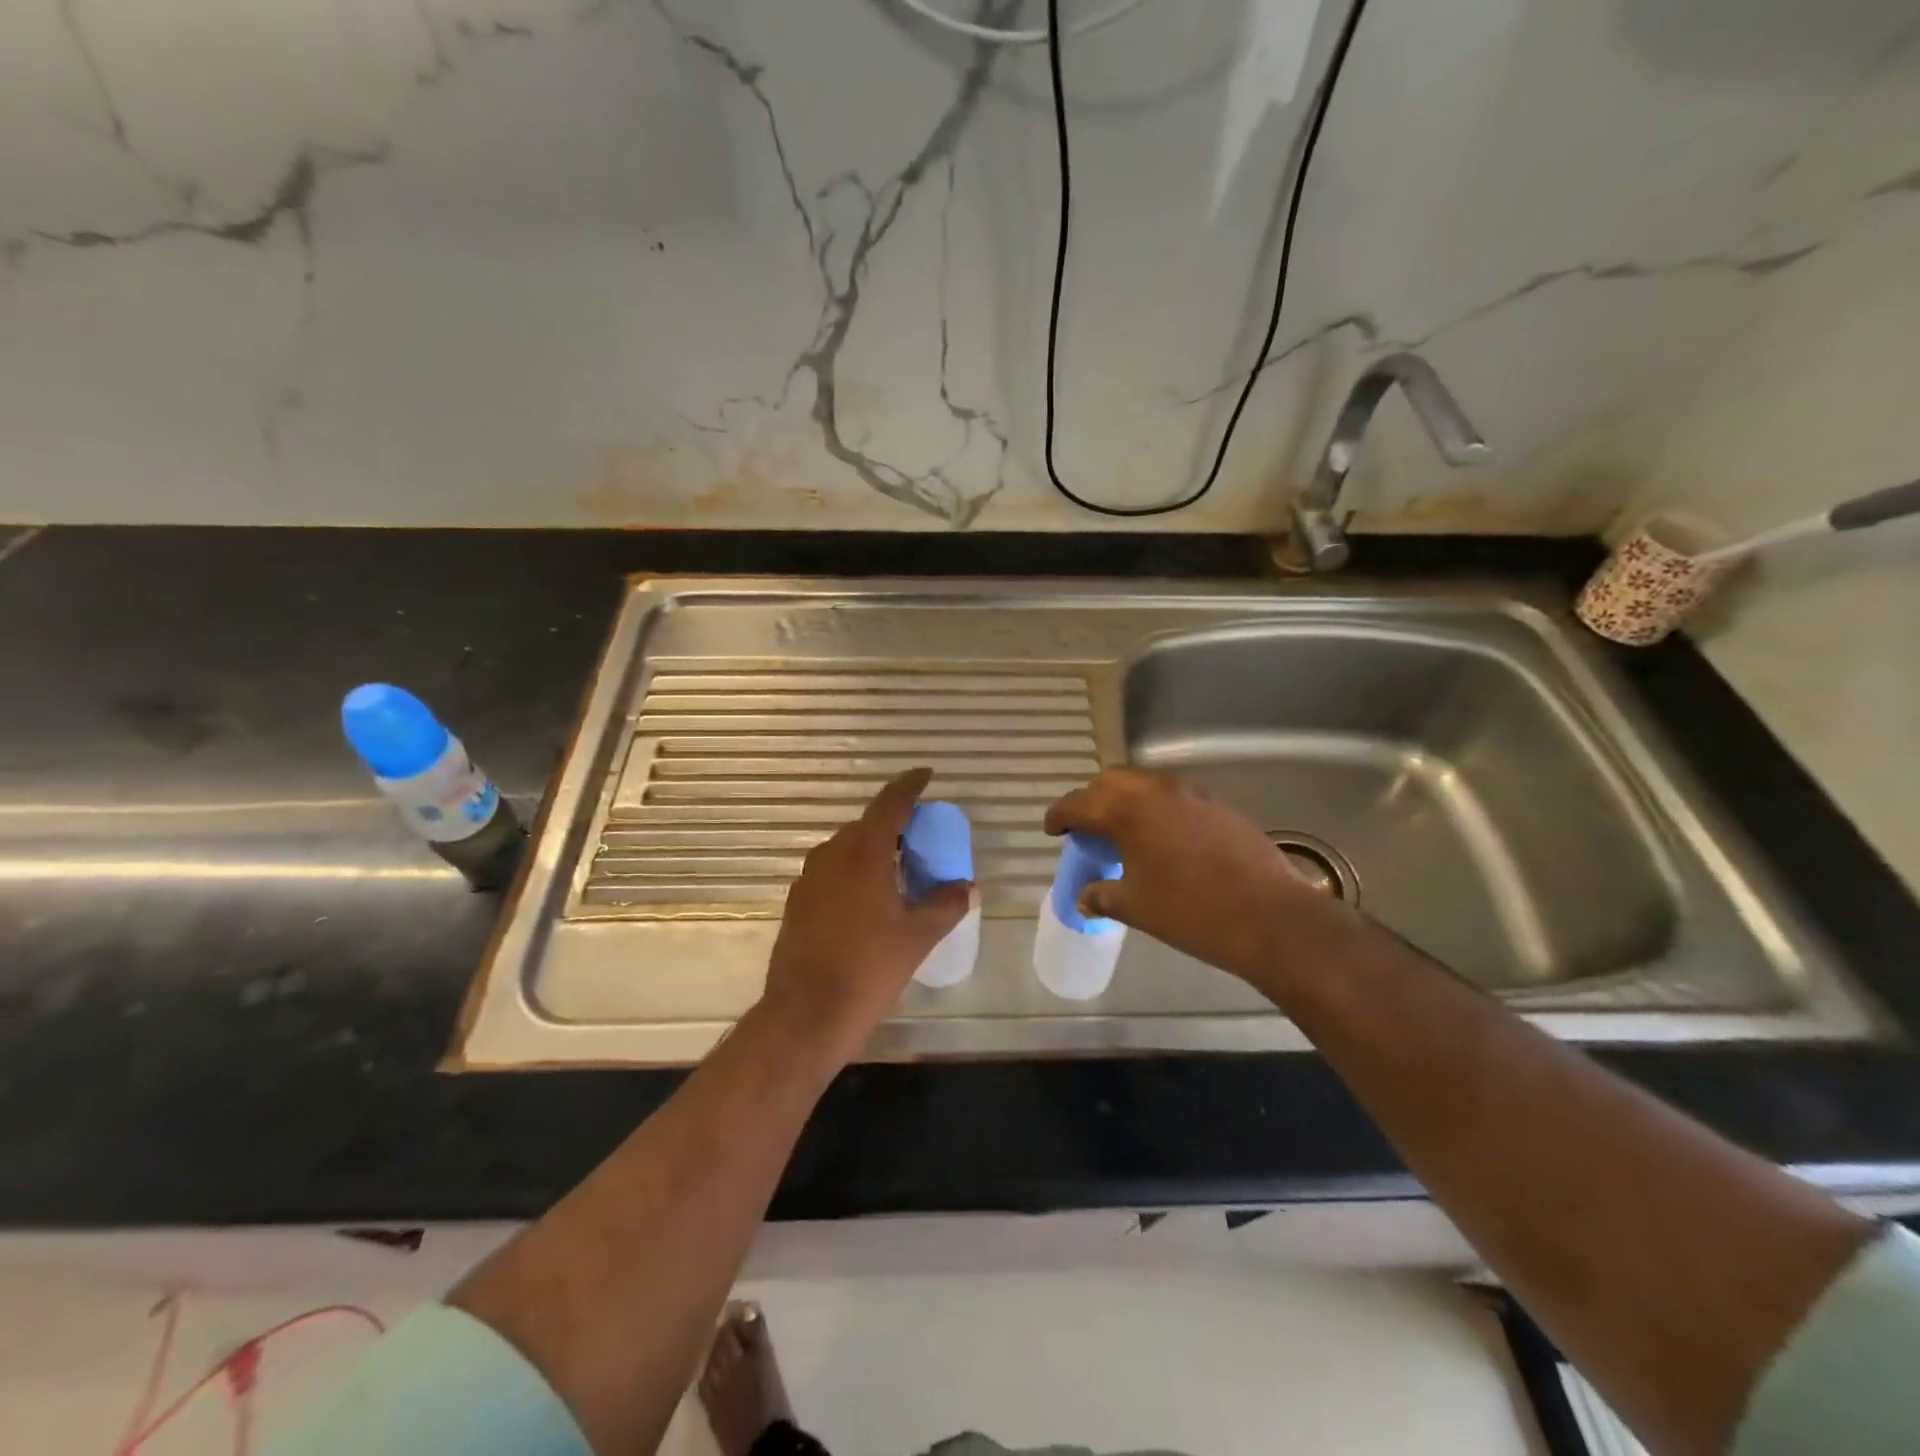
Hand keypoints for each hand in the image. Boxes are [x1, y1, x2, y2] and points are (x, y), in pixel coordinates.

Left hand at [762, 768, 974, 1051]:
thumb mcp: (917, 937)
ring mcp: (809, 879)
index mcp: (863, 854)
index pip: (889, 804)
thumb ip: (945, 905)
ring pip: (846, 848)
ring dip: (872, 849)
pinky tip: (868, 899)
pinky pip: (831, 871)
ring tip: (897, 869)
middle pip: (866, 825)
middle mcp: (832, 856)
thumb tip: (967, 888)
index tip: (925, 776)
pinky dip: (853, 871)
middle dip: (893, 824)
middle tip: (920, 837)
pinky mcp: (797, 902)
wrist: (805, 1014)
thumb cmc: (867, 969)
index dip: (909, 786)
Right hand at [1044, 767, 1358, 989]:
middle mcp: (1156, 791)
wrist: (1269, 917)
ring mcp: (1191, 794)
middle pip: (1111, 782)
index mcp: (1128, 811)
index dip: (1060, 815)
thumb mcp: (1136, 907)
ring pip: (1145, 784)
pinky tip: (1162, 840)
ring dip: (1126, 800)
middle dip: (1092, 799)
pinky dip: (1157, 809)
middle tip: (1086, 828)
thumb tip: (1085, 896)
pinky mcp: (1218, 806)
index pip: (1079, 803)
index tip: (1052, 829)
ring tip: (1123, 832)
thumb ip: (1103, 895)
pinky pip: (1174, 797)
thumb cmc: (1191, 912)